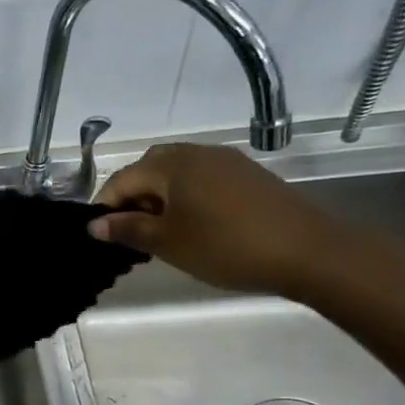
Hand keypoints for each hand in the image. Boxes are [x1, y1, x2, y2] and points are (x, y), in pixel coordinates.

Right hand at [90, 142, 343, 296]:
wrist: (310, 252)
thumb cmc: (226, 246)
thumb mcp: (167, 243)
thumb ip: (127, 229)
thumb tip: (94, 225)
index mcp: (170, 165)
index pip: (121, 180)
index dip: (105, 207)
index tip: (102, 237)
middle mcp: (195, 153)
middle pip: (148, 170)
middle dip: (132, 198)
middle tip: (131, 233)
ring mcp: (225, 161)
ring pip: (176, 173)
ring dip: (159, 197)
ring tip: (161, 232)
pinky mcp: (247, 174)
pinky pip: (201, 178)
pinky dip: (186, 197)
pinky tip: (194, 225)